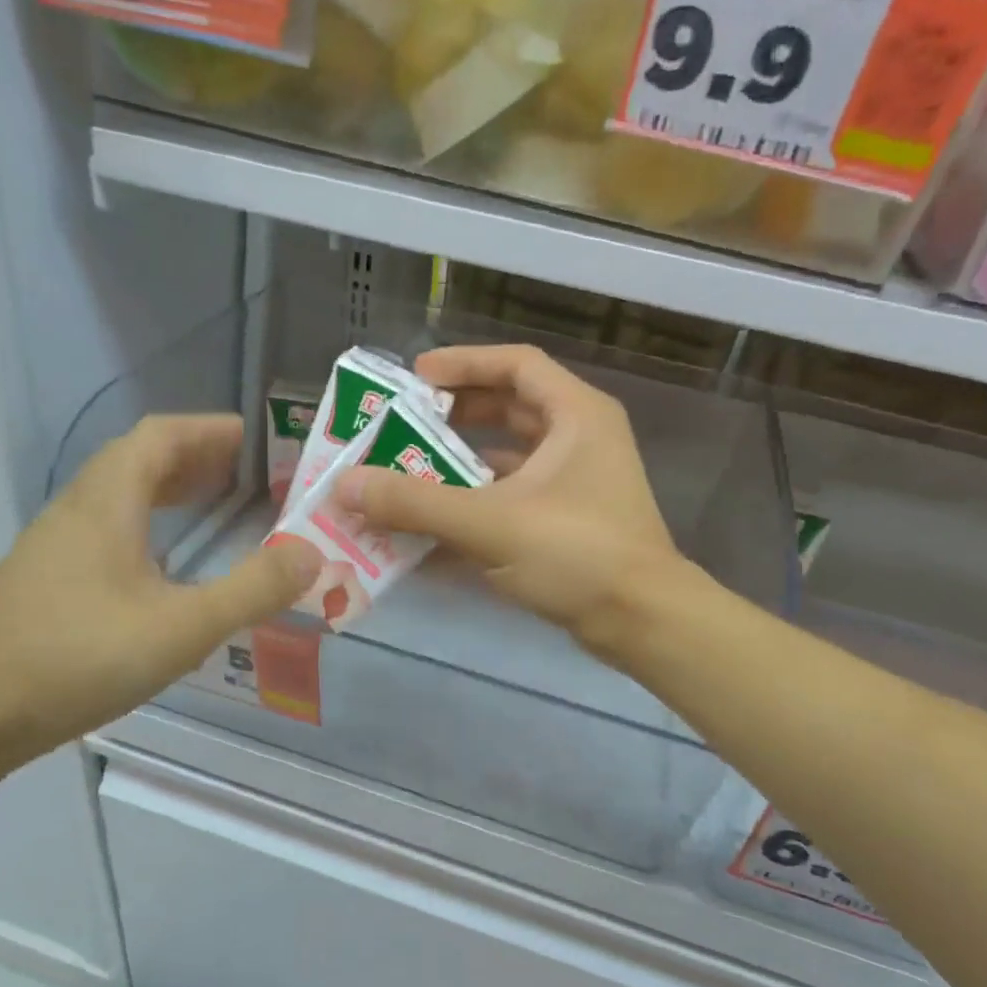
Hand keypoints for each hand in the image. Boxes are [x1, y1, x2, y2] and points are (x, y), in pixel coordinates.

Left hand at [0, 415, 320, 770]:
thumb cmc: (76, 656)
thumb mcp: (182, 625)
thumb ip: (253, 589)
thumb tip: (314, 554)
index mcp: (108, 500)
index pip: (162, 435)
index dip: (213, 429)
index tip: (263, 440)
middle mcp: (79, 509)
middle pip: (142, 460)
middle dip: (200, 458)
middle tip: (253, 476)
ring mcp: (58, 546)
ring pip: (123, 497)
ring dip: (173, 490)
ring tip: (220, 507)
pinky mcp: (49, 582)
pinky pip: (111, 531)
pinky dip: (151, 527)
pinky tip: (169, 566)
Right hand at [334, 345, 683, 655]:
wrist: (642, 622)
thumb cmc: (577, 554)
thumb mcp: (490, 523)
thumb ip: (415, 503)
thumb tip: (344, 485)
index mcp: (575, 415)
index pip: (515, 364)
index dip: (463, 364)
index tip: (414, 378)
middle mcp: (580, 440)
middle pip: (510, 408)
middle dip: (454, 417)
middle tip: (403, 426)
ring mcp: (577, 484)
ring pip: (510, 459)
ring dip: (460, 465)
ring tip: (407, 474)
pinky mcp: (570, 523)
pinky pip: (514, 499)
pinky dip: (476, 506)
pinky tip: (434, 526)